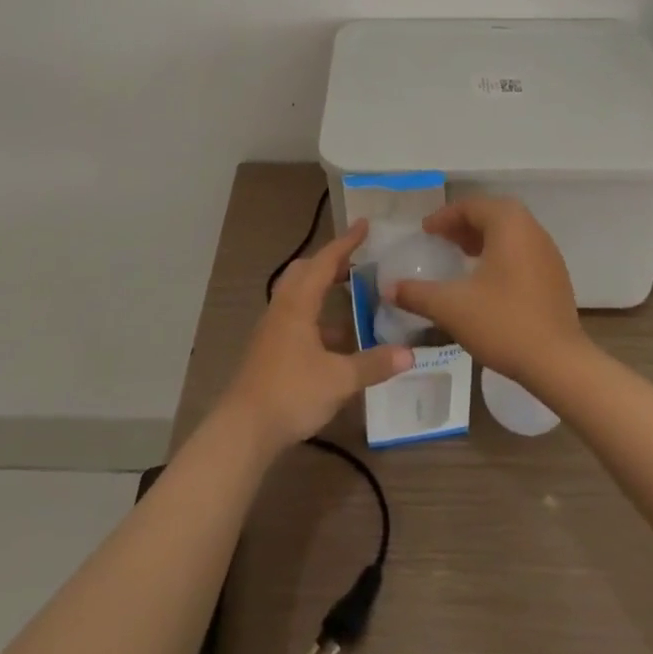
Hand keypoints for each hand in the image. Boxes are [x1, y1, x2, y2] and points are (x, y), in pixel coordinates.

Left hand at [219, 219, 412, 453]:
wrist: (243, 429)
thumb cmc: (291, 392)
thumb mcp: (339, 379)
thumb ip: (373, 364)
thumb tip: (409, 354)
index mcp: (298, 303)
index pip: (325, 261)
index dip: (346, 242)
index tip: (364, 224)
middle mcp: (283, 308)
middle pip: (305, 271)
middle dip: (330, 262)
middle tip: (356, 261)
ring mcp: (272, 329)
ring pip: (298, 295)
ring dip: (322, 290)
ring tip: (351, 297)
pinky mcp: (269, 350)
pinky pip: (295, 317)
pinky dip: (317, 316)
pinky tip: (335, 340)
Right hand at [390, 197, 586, 384]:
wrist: (559, 363)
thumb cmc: (503, 323)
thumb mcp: (451, 307)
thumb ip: (417, 294)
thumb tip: (389, 288)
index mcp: (508, 223)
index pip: (470, 206)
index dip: (443, 217)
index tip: (425, 232)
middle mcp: (531, 228)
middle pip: (491, 214)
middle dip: (463, 225)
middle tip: (440, 241)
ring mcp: (548, 251)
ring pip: (509, 232)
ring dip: (482, 239)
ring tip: (460, 258)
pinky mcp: (555, 275)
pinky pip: (522, 251)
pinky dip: (500, 254)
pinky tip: (486, 281)